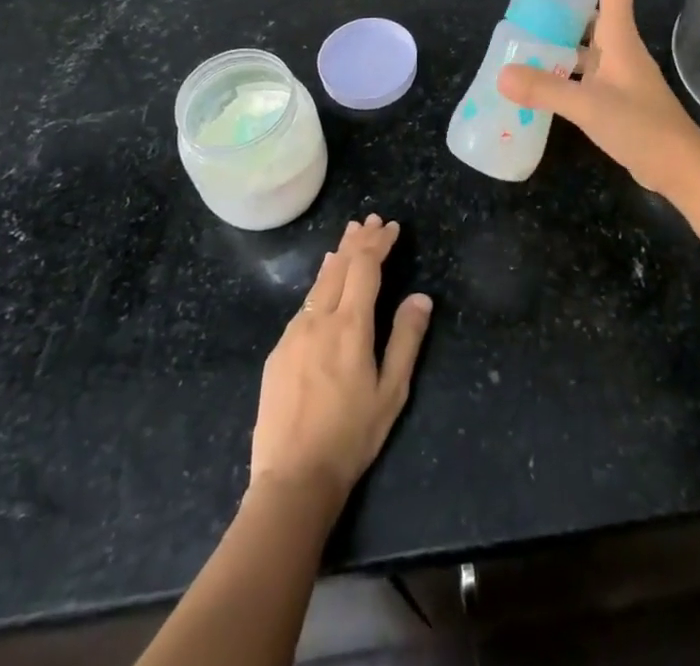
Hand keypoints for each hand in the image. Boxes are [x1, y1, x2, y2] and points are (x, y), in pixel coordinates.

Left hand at [248, 216, 431, 516]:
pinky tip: (323, 283)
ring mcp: (294, 334)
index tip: (392, 227)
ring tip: (349, 238)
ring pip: (319, 283)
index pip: (365, 267)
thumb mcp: (392, 392)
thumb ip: (406, 339)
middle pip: (339, 266)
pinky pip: (304, 305)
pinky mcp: (278, 352)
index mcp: (350, 326)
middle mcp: (319, 320)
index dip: (379, 243)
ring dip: (337, 256)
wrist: (293, 479)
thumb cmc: (351, 436)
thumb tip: (421, 297)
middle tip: (371, 220)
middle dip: (357, 240)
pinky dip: (320, 283)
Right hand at [498, 0, 699, 194]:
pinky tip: (537, 73)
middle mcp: (618, 44)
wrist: (681, 168)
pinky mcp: (613, 91)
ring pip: (585, 34)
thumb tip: (502, 73)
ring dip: (559, 26)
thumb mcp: (589, 107)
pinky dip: (559, 61)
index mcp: (619, 34)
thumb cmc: (643, 128)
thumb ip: (546, 89)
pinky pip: (581, 63)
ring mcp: (617, 68)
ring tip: (524, 26)